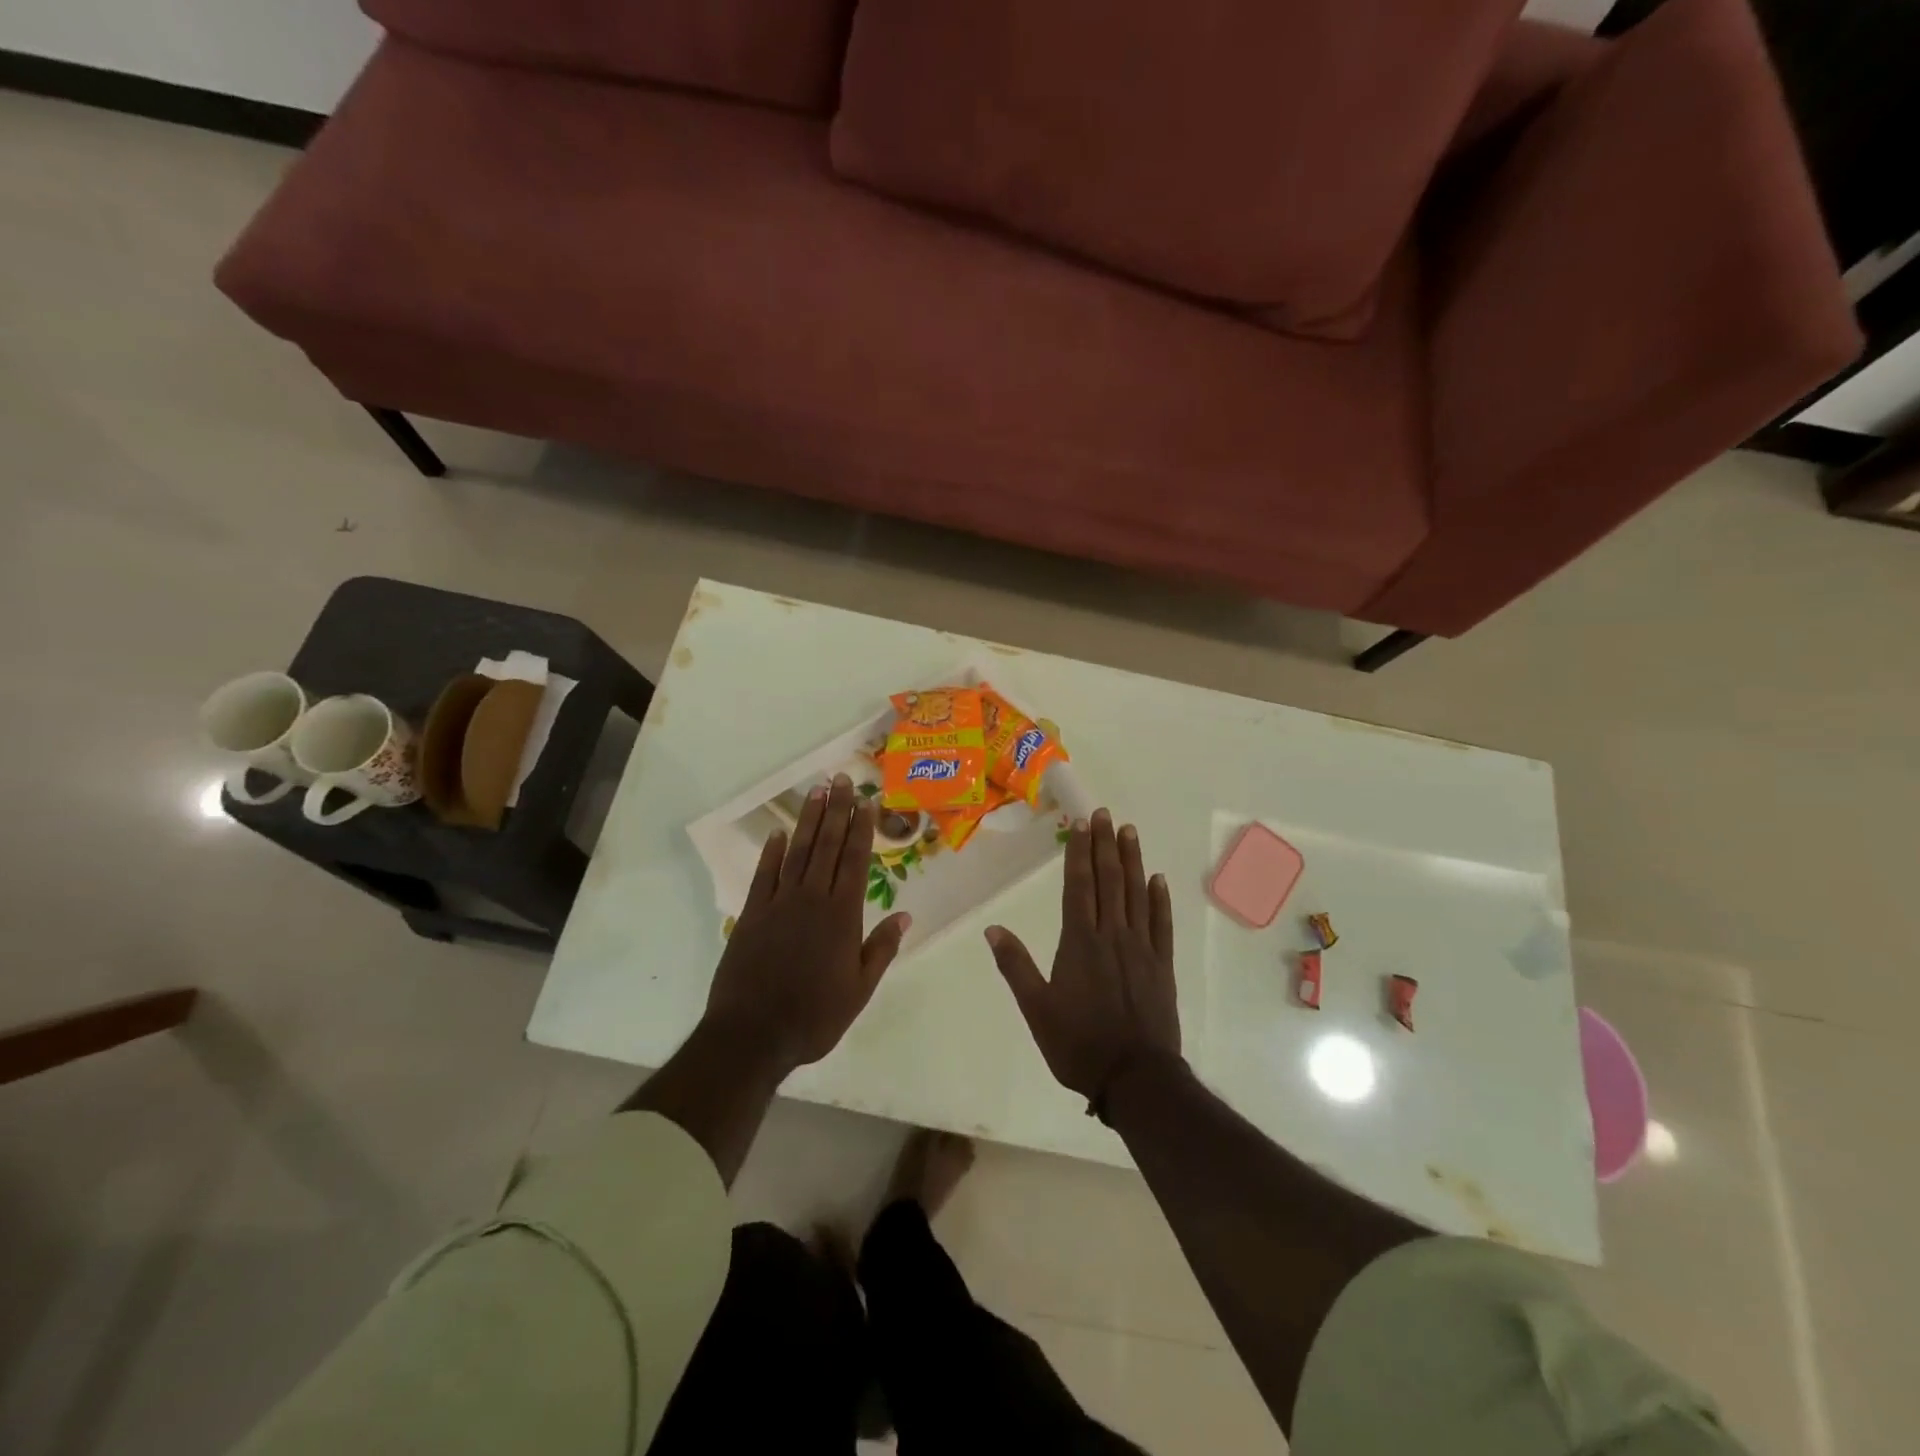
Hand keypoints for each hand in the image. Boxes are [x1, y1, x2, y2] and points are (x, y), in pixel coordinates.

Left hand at [704, 774, 910, 1074]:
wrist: (753, 1034)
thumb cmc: (815, 1016)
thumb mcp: (860, 989)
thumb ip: (882, 948)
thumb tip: (906, 915)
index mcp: (843, 915)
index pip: (856, 861)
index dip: (862, 829)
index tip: (867, 802)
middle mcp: (812, 899)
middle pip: (828, 846)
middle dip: (838, 811)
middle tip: (842, 780)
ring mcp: (779, 903)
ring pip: (798, 852)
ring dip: (809, 821)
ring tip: (818, 792)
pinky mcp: (752, 913)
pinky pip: (764, 874)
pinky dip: (771, 851)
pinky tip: (778, 832)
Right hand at [985, 808, 1179, 1101]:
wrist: (1135, 1077)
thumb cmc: (1079, 1044)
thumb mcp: (1036, 1009)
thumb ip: (1015, 966)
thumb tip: (993, 929)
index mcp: (1079, 942)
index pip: (1078, 886)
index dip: (1079, 853)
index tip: (1081, 825)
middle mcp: (1112, 935)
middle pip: (1109, 881)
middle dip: (1105, 845)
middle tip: (1106, 815)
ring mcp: (1141, 948)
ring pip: (1137, 894)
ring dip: (1133, 861)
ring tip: (1130, 832)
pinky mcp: (1162, 965)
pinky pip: (1161, 924)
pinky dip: (1160, 899)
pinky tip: (1158, 879)